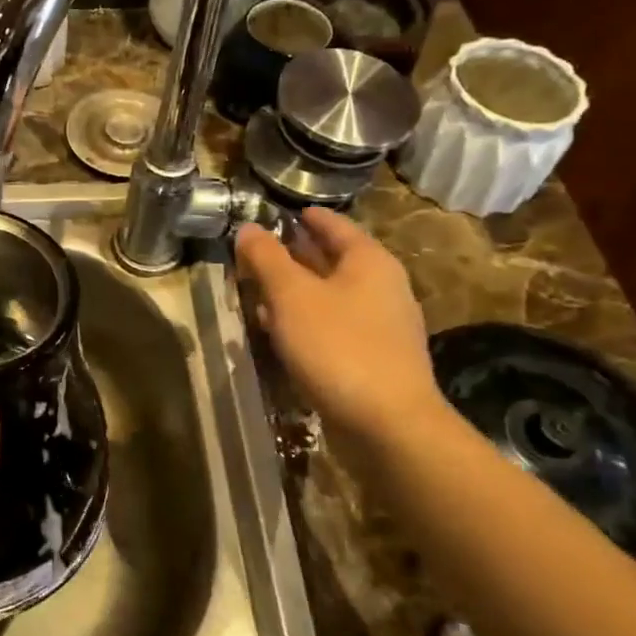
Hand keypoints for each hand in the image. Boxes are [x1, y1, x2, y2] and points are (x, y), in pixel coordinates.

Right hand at [235, 208, 443, 443]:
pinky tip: (280, 332)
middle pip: (334, 260)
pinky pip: (334, 326)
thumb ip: (266, 258)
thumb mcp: (291, 296)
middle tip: (261, 250)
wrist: (388, 424)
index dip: (308, 217)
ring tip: (260, 290)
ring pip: (331, 296)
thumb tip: (248, 228)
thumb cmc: (338, 346)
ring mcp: (381, 325)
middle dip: (297, 254)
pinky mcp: (373, 359)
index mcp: (369, 262)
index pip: (335, 226)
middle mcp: (382, 287)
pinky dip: (306, 320)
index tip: (283, 211)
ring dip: (297, 291)